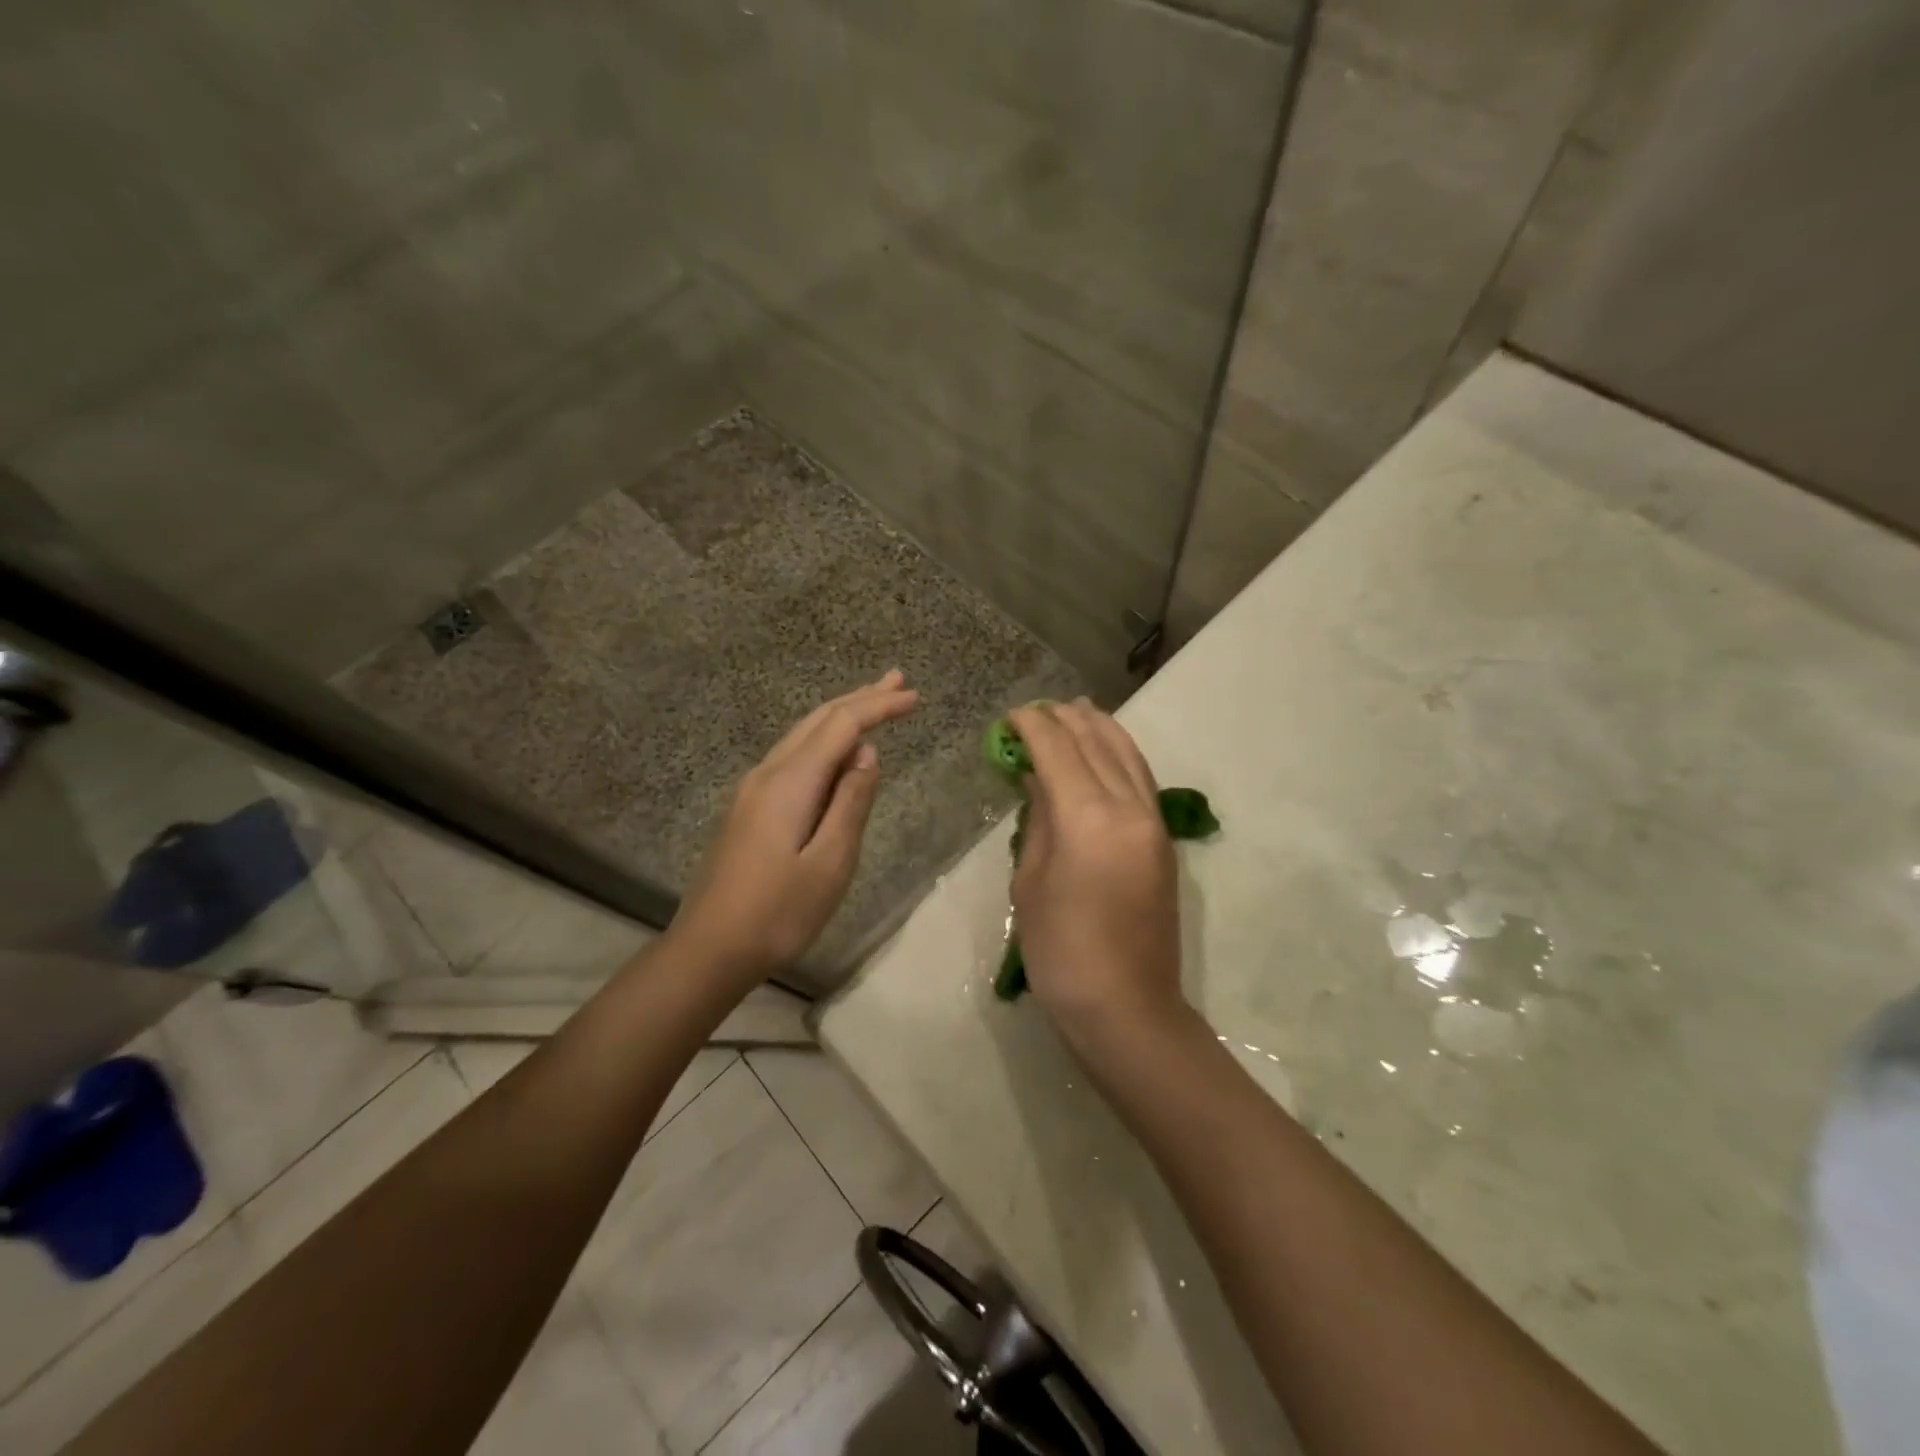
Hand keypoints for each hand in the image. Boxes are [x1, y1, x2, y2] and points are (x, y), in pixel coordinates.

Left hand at [669, 671, 917, 986]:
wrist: (709, 948)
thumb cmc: (778, 912)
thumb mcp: (830, 862)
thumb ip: (851, 802)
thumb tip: (866, 754)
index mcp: (790, 782)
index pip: (842, 726)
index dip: (879, 707)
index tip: (914, 697)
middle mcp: (768, 773)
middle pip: (818, 720)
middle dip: (860, 698)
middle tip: (898, 681)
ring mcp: (753, 789)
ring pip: (803, 735)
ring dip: (841, 715)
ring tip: (874, 701)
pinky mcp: (748, 807)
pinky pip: (793, 756)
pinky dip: (823, 740)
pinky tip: (837, 751)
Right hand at [1009, 700, 1187, 1048]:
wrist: (1126, 1006)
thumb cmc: (1061, 952)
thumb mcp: (1030, 882)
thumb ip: (1039, 820)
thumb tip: (1038, 779)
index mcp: (1088, 819)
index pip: (1058, 751)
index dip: (1033, 726)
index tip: (1012, 715)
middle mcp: (1128, 809)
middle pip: (1096, 744)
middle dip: (1066, 720)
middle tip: (1039, 709)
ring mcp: (1153, 823)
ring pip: (1127, 755)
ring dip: (1100, 729)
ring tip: (1077, 711)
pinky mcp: (1163, 840)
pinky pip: (1141, 779)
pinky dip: (1121, 754)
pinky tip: (1106, 749)